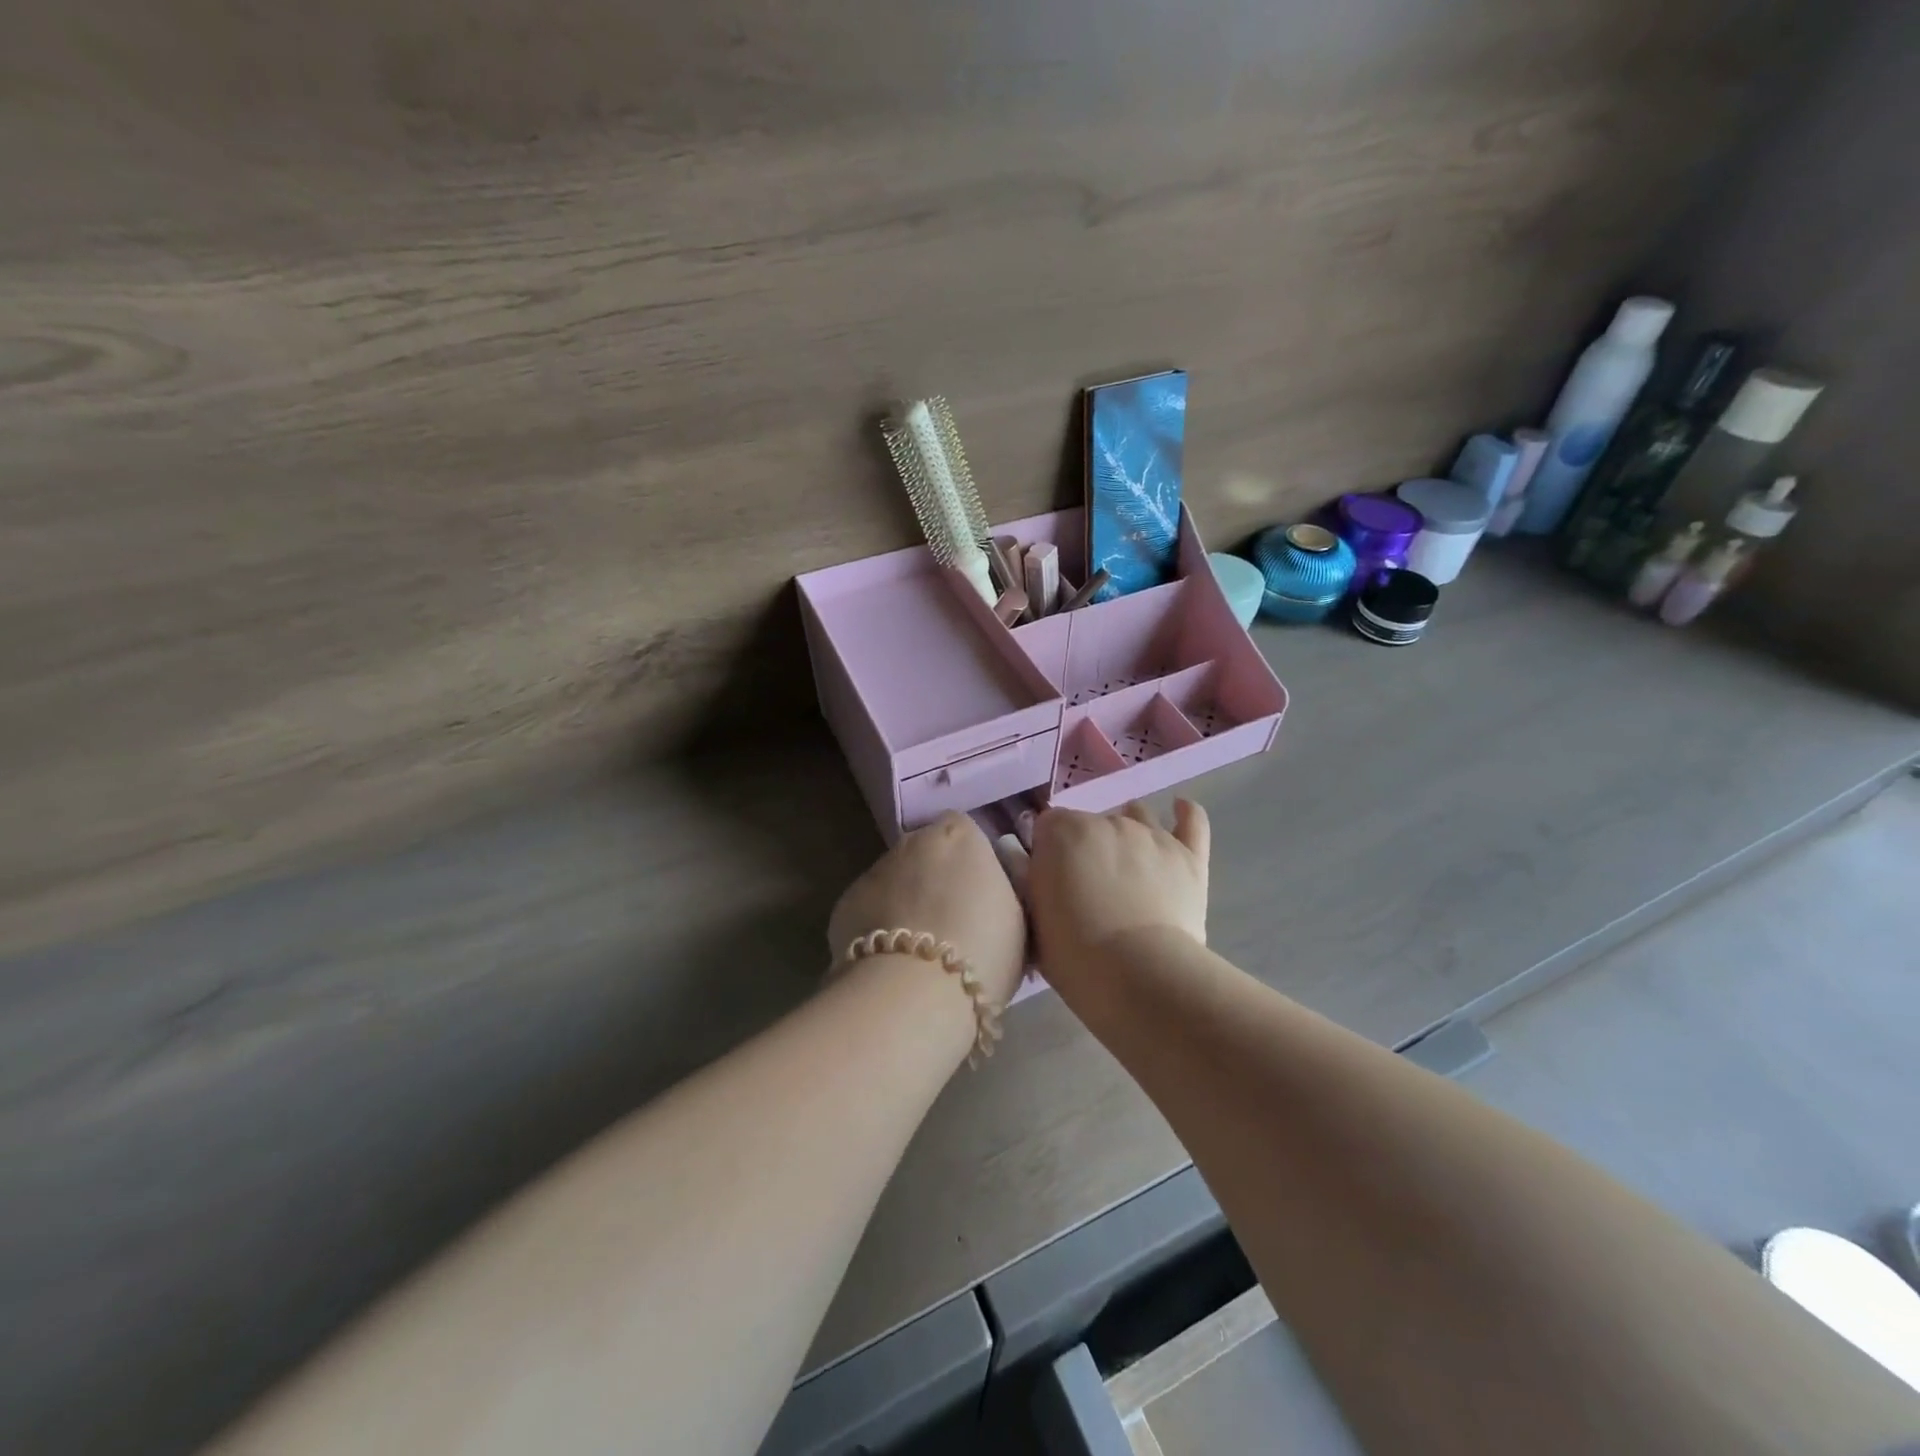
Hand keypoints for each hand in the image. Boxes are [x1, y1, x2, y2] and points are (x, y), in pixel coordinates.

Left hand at [828, 812, 1027, 1007]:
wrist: (914, 993)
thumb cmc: (983, 949)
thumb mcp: (1019, 916)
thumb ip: (1005, 887)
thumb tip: (994, 881)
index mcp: (959, 834)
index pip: (966, 833)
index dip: (972, 864)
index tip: (981, 897)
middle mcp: (912, 840)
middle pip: (927, 854)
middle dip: (936, 880)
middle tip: (952, 926)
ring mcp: (873, 869)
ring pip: (895, 881)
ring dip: (906, 903)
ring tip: (919, 951)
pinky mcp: (845, 904)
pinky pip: (869, 910)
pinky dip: (878, 927)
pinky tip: (890, 962)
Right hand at [1028, 801, 1209, 985]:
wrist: (1137, 975)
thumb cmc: (1072, 952)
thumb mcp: (1032, 915)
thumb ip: (1029, 878)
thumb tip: (1029, 860)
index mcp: (1063, 832)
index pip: (1048, 826)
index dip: (1048, 851)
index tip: (1050, 878)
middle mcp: (1107, 821)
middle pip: (1092, 823)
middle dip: (1087, 848)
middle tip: (1088, 887)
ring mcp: (1152, 835)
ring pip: (1137, 817)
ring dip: (1128, 833)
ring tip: (1127, 863)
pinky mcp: (1188, 856)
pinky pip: (1192, 821)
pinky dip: (1185, 814)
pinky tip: (1180, 809)